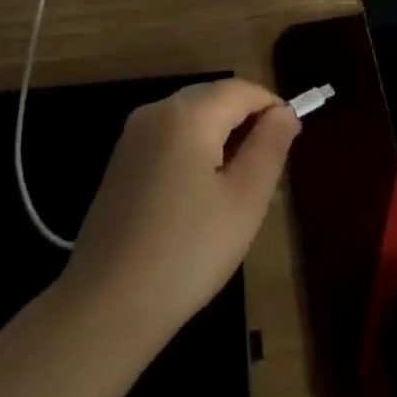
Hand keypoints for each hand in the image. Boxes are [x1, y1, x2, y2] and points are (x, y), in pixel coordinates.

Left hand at [63, 78, 299, 341]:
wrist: (105, 306)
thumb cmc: (187, 252)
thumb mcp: (245, 201)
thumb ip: (270, 146)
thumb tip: (284, 112)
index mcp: (189, 113)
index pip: (243, 89)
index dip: (273, 108)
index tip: (291, 142)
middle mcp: (157, 110)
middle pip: (215, 97)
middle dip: (246, 122)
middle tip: (266, 172)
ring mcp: (133, 135)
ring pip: (192, 117)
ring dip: (220, 137)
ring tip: (235, 189)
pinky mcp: (120, 161)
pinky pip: (169, 137)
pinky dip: (193, 150)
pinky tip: (197, 198)